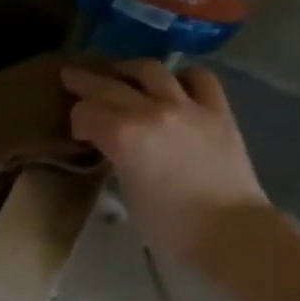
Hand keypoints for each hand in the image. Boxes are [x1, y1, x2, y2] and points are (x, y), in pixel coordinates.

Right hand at [61, 60, 271, 264]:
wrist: (228, 231)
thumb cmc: (168, 226)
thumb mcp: (127, 193)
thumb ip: (117, 159)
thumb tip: (116, 148)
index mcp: (123, 136)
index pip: (86, 113)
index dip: (77, 120)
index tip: (78, 132)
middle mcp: (152, 111)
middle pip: (110, 86)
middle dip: (86, 82)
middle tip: (71, 77)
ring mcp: (188, 106)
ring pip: (151, 70)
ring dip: (129, 69)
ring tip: (120, 73)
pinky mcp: (218, 110)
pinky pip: (198, 77)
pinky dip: (181, 76)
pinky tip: (174, 82)